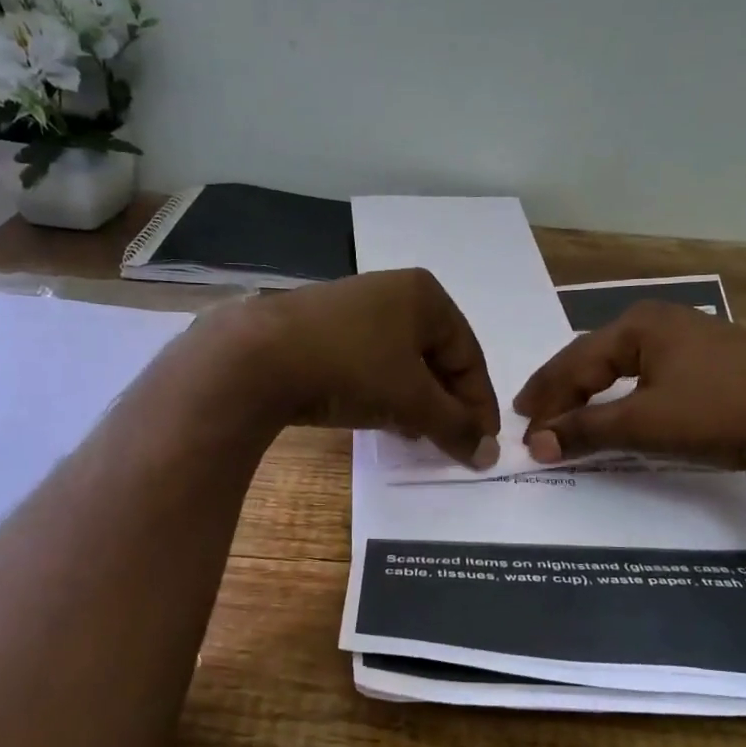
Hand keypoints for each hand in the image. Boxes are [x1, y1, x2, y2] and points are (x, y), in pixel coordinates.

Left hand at [223, 269, 500, 466]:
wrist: (255, 358)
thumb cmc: (351, 368)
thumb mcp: (412, 401)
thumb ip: (455, 427)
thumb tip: (490, 455)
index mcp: (425, 295)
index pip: (469, 356)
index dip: (479, 404)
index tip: (482, 444)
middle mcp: (392, 291)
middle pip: (436, 357)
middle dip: (446, 404)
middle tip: (450, 442)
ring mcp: (353, 307)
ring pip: (401, 362)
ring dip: (415, 402)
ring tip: (416, 436)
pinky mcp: (320, 328)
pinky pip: (368, 362)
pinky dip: (382, 391)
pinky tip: (378, 418)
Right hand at [513, 301, 745, 478]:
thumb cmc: (722, 411)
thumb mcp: (646, 423)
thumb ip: (587, 431)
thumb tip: (537, 444)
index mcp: (637, 325)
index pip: (573, 363)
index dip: (546, 399)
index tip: (524, 431)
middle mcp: (660, 321)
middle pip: (595, 358)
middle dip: (563, 391)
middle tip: (535, 417)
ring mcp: (691, 338)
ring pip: (623, 366)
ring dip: (593, 393)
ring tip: (569, 414)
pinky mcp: (714, 360)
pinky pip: (650, 374)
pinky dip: (625, 395)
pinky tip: (622, 407)